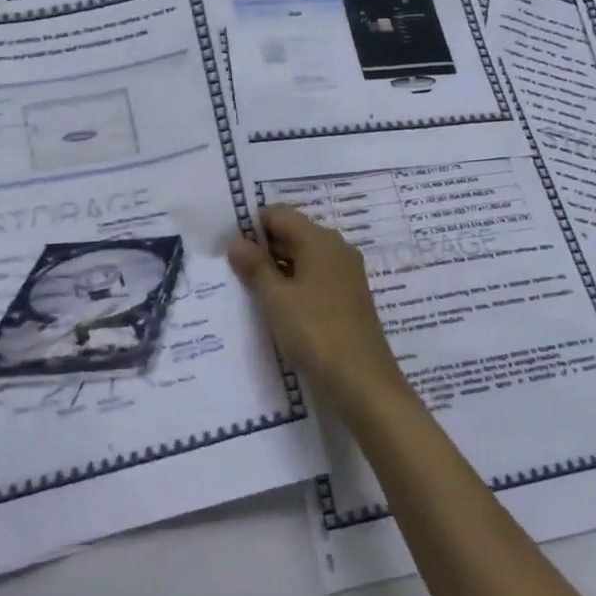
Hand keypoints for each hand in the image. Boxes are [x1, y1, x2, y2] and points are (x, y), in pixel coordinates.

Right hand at [227, 205, 409, 419]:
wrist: (363, 382)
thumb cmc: (316, 332)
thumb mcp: (276, 299)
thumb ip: (254, 267)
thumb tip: (237, 241)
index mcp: (320, 239)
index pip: (279, 214)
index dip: (253, 227)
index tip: (232, 252)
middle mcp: (336, 248)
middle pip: (293, 233)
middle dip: (263, 249)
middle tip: (235, 274)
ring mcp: (346, 273)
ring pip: (304, 258)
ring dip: (278, 270)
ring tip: (252, 293)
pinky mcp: (349, 297)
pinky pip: (316, 278)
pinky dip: (295, 286)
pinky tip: (279, 308)